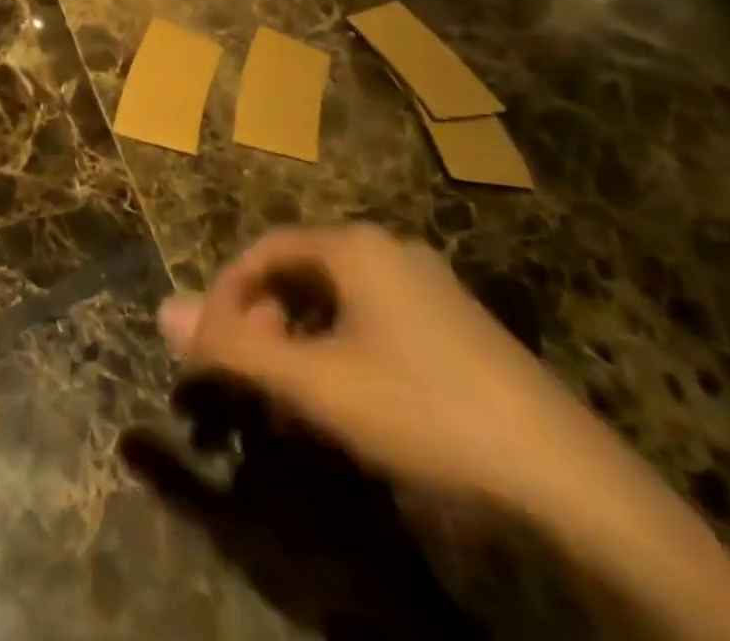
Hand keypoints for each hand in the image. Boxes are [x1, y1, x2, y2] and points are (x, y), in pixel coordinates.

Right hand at [158, 224, 606, 513]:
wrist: (567, 482)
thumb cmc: (422, 410)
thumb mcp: (315, 383)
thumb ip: (235, 348)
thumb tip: (162, 311)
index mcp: (355, 247)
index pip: (265, 249)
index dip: (227, 291)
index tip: (210, 341)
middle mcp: (390, 251)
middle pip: (300, 271)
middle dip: (263, 318)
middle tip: (249, 370)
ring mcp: (429, 288)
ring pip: (337, 300)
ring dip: (299, 337)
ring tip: (290, 390)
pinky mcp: (458, 328)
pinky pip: (373, 321)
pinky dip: (340, 349)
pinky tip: (348, 398)